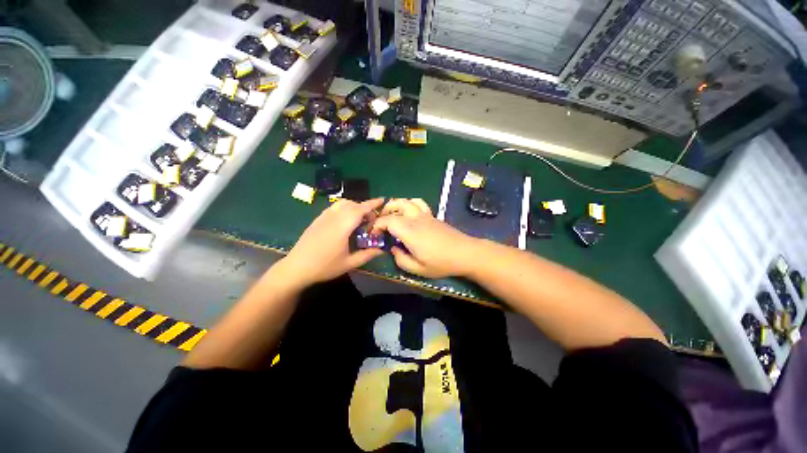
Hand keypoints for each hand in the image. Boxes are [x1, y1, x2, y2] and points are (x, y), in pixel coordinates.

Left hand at [282, 198, 384, 285]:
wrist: (296, 267)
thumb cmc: (324, 266)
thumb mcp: (349, 263)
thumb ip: (367, 255)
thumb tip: (381, 250)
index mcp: (342, 226)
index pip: (360, 209)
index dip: (372, 204)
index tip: (382, 200)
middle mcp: (333, 217)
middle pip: (352, 204)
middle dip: (364, 207)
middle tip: (371, 219)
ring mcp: (323, 217)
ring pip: (342, 203)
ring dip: (353, 206)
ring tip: (359, 218)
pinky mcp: (317, 219)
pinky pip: (334, 207)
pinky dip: (344, 208)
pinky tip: (344, 220)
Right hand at [372, 198, 478, 278]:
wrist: (465, 253)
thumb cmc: (442, 262)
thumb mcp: (418, 269)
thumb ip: (401, 260)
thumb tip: (394, 249)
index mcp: (410, 231)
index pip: (388, 220)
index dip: (377, 225)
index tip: (374, 234)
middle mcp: (416, 219)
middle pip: (397, 205)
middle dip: (385, 211)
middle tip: (380, 221)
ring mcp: (426, 215)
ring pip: (408, 201)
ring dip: (397, 204)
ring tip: (392, 214)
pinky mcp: (433, 216)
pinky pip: (419, 203)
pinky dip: (410, 204)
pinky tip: (409, 214)